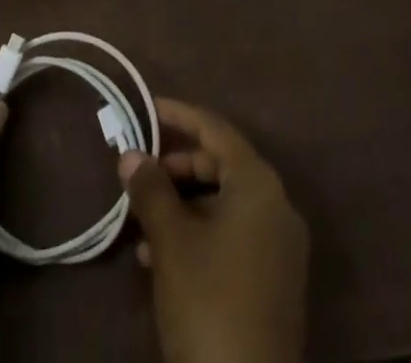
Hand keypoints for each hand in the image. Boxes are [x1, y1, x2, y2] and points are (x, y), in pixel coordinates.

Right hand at [118, 99, 309, 362]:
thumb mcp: (171, 241)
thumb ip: (150, 190)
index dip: (179, 115)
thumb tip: (130, 154)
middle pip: (221, 165)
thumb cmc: (209, 302)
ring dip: (183, 205)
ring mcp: (280, 247)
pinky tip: (161, 258)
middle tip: (138, 173)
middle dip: (176, 166)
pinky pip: (234, 236)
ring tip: (142, 222)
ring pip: (224, 204)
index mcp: (259, 183)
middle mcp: (277, 205)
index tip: (146, 108)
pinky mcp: (274, 282)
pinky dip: (200, 233)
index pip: (215, 129)